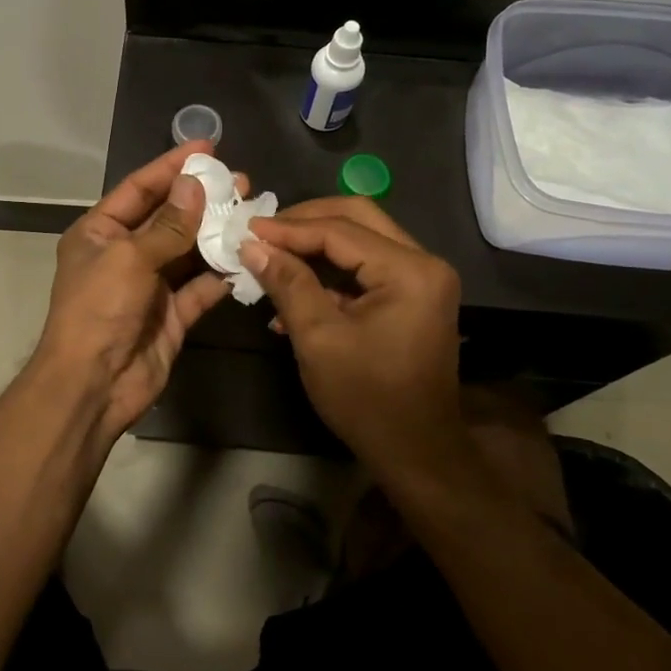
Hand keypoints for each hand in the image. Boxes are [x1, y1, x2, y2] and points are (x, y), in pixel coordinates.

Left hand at [35, 142, 239, 443]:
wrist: (93, 384)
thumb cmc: (100, 309)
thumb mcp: (129, 258)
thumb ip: (168, 224)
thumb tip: (195, 185)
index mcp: (100, 232)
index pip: (139, 189)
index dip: (171, 167)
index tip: (206, 148)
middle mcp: (125, 254)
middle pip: (168, 217)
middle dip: (202, 199)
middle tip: (240, 181)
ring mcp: (150, 285)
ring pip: (189, 251)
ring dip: (217, 233)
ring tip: (251, 211)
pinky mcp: (172, 314)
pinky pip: (201, 287)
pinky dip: (222, 274)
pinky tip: (247, 256)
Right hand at [239, 197, 463, 468]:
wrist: (416, 452)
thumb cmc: (366, 398)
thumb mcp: (318, 339)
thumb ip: (287, 283)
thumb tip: (251, 245)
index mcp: (409, 270)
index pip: (340, 230)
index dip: (289, 228)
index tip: (246, 229)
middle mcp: (423, 262)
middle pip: (357, 218)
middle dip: (305, 222)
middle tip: (263, 232)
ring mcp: (422, 278)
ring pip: (361, 238)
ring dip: (315, 244)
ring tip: (271, 254)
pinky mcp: (412, 295)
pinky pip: (366, 265)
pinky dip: (330, 269)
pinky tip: (294, 286)